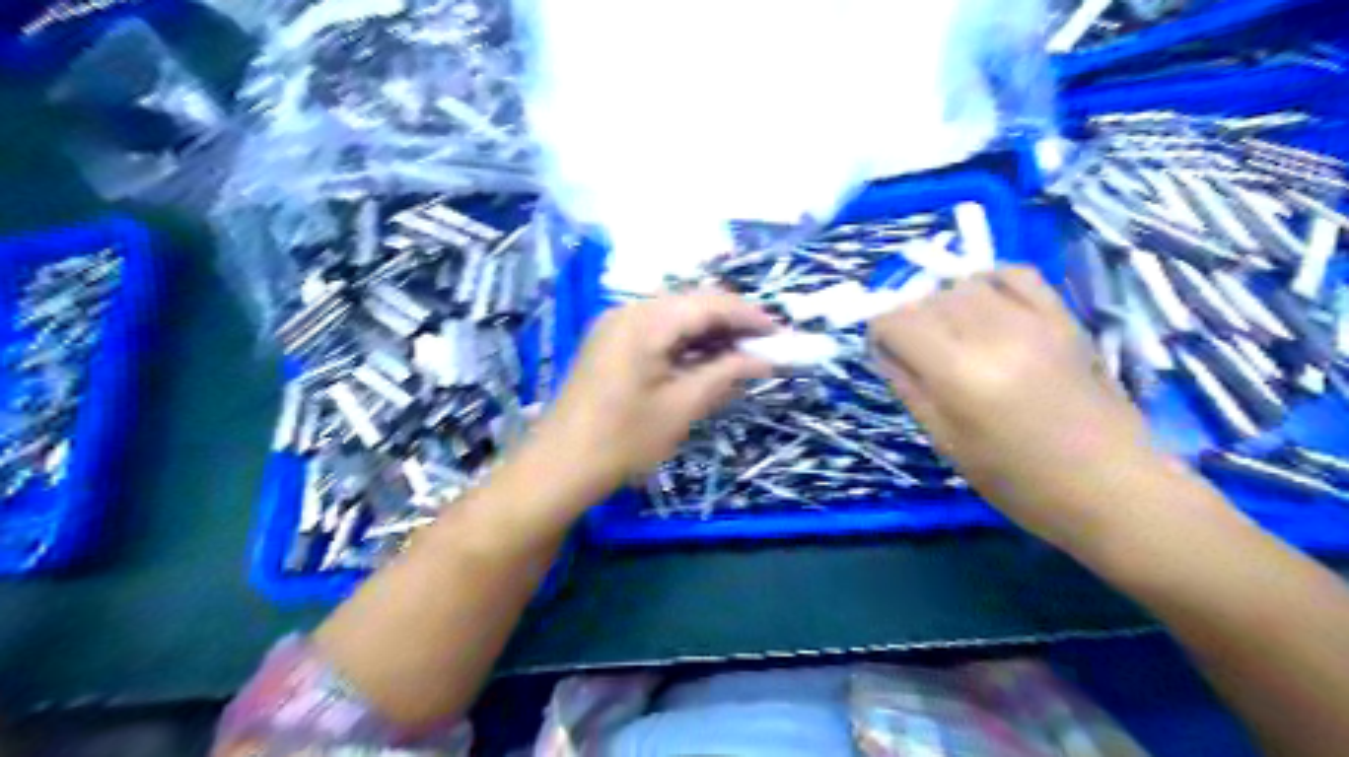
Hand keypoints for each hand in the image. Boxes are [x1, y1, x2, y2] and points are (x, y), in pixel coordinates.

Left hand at [532, 291, 775, 494]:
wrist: (559, 467)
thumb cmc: (623, 440)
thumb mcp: (682, 407)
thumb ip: (726, 374)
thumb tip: (765, 360)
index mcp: (646, 321)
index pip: (710, 303)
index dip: (750, 316)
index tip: (781, 335)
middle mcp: (628, 311)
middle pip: (692, 304)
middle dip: (732, 323)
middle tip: (765, 348)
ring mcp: (615, 325)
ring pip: (675, 316)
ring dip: (710, 333)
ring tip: (742, 357)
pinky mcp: (609, 343)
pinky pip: (657, 331)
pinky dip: (686, 343)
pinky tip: (706, 362)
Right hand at [869, 265, 1175, 550]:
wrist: (1111, 486)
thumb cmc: (1018, 481)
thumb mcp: (947, 443)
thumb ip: (910, 388)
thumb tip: (884, 350)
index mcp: (957, 374)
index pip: (896, 321)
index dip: (880, 333)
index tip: (885, 352)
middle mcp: (991, 335)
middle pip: (927, 299)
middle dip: (910, 320)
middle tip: (917, 352)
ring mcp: (1032, 321)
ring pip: (965, 283)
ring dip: (945, 303)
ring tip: (951, 333)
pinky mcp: (1063, 318)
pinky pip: (1016, 274)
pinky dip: (989, 280)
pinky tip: (984, 302)